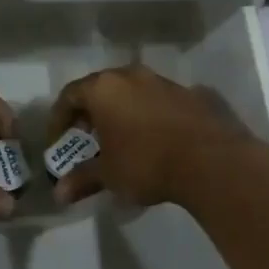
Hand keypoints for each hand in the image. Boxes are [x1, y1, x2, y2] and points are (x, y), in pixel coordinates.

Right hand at [47, 64, 268, 207]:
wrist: (210, 159)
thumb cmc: (147, 162)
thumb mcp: (109, 175)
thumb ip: (82, 179)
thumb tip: (59, 193)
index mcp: (104, 88)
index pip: (70, 95)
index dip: (59, 119)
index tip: (58, 142)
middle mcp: (131, 75)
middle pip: (101, 89)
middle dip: (90, 114)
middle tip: (87, 140)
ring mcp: (162, 81)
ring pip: (130, 92)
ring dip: (120, 113)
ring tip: (120, 142)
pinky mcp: (188, 93)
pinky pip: (156, 101)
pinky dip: (146, 116)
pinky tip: (153, 141)